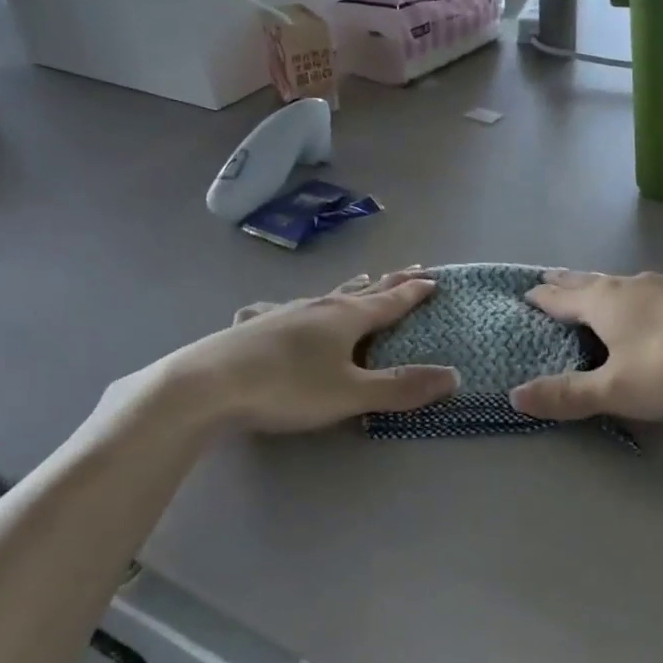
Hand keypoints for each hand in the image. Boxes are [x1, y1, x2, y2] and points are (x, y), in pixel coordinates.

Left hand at [129, 271, 458, 434]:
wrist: (208, 384)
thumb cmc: (287, 388)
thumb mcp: (351, 394)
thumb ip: (401, 387)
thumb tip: (454, 376)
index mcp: (347, 318)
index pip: (391, 300)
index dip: (414, 292)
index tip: (434, 279)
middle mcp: (320, 306)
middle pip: (363, 290)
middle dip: (390, 282)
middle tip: (412, 268)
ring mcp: (285, 311)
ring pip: (328, 294)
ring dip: (351, 288)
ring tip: (361, 279)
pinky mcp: (256, 324)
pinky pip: (284, 308)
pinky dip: (294, 306)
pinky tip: (277, 308)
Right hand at [509, 270, 662, 421]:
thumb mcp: (615, 390)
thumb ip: (567, 394)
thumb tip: (515, 395)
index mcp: (603, 303)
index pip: (560, 298)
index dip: (540, 298)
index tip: (524, 293)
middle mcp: (628, 286)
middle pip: (587, 281)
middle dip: (566, 282)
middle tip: (548, 278)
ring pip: (619, 282)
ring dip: (598, 284)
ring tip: (592, 287)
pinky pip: (646, 289)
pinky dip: (630, 292)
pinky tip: (645, 300)